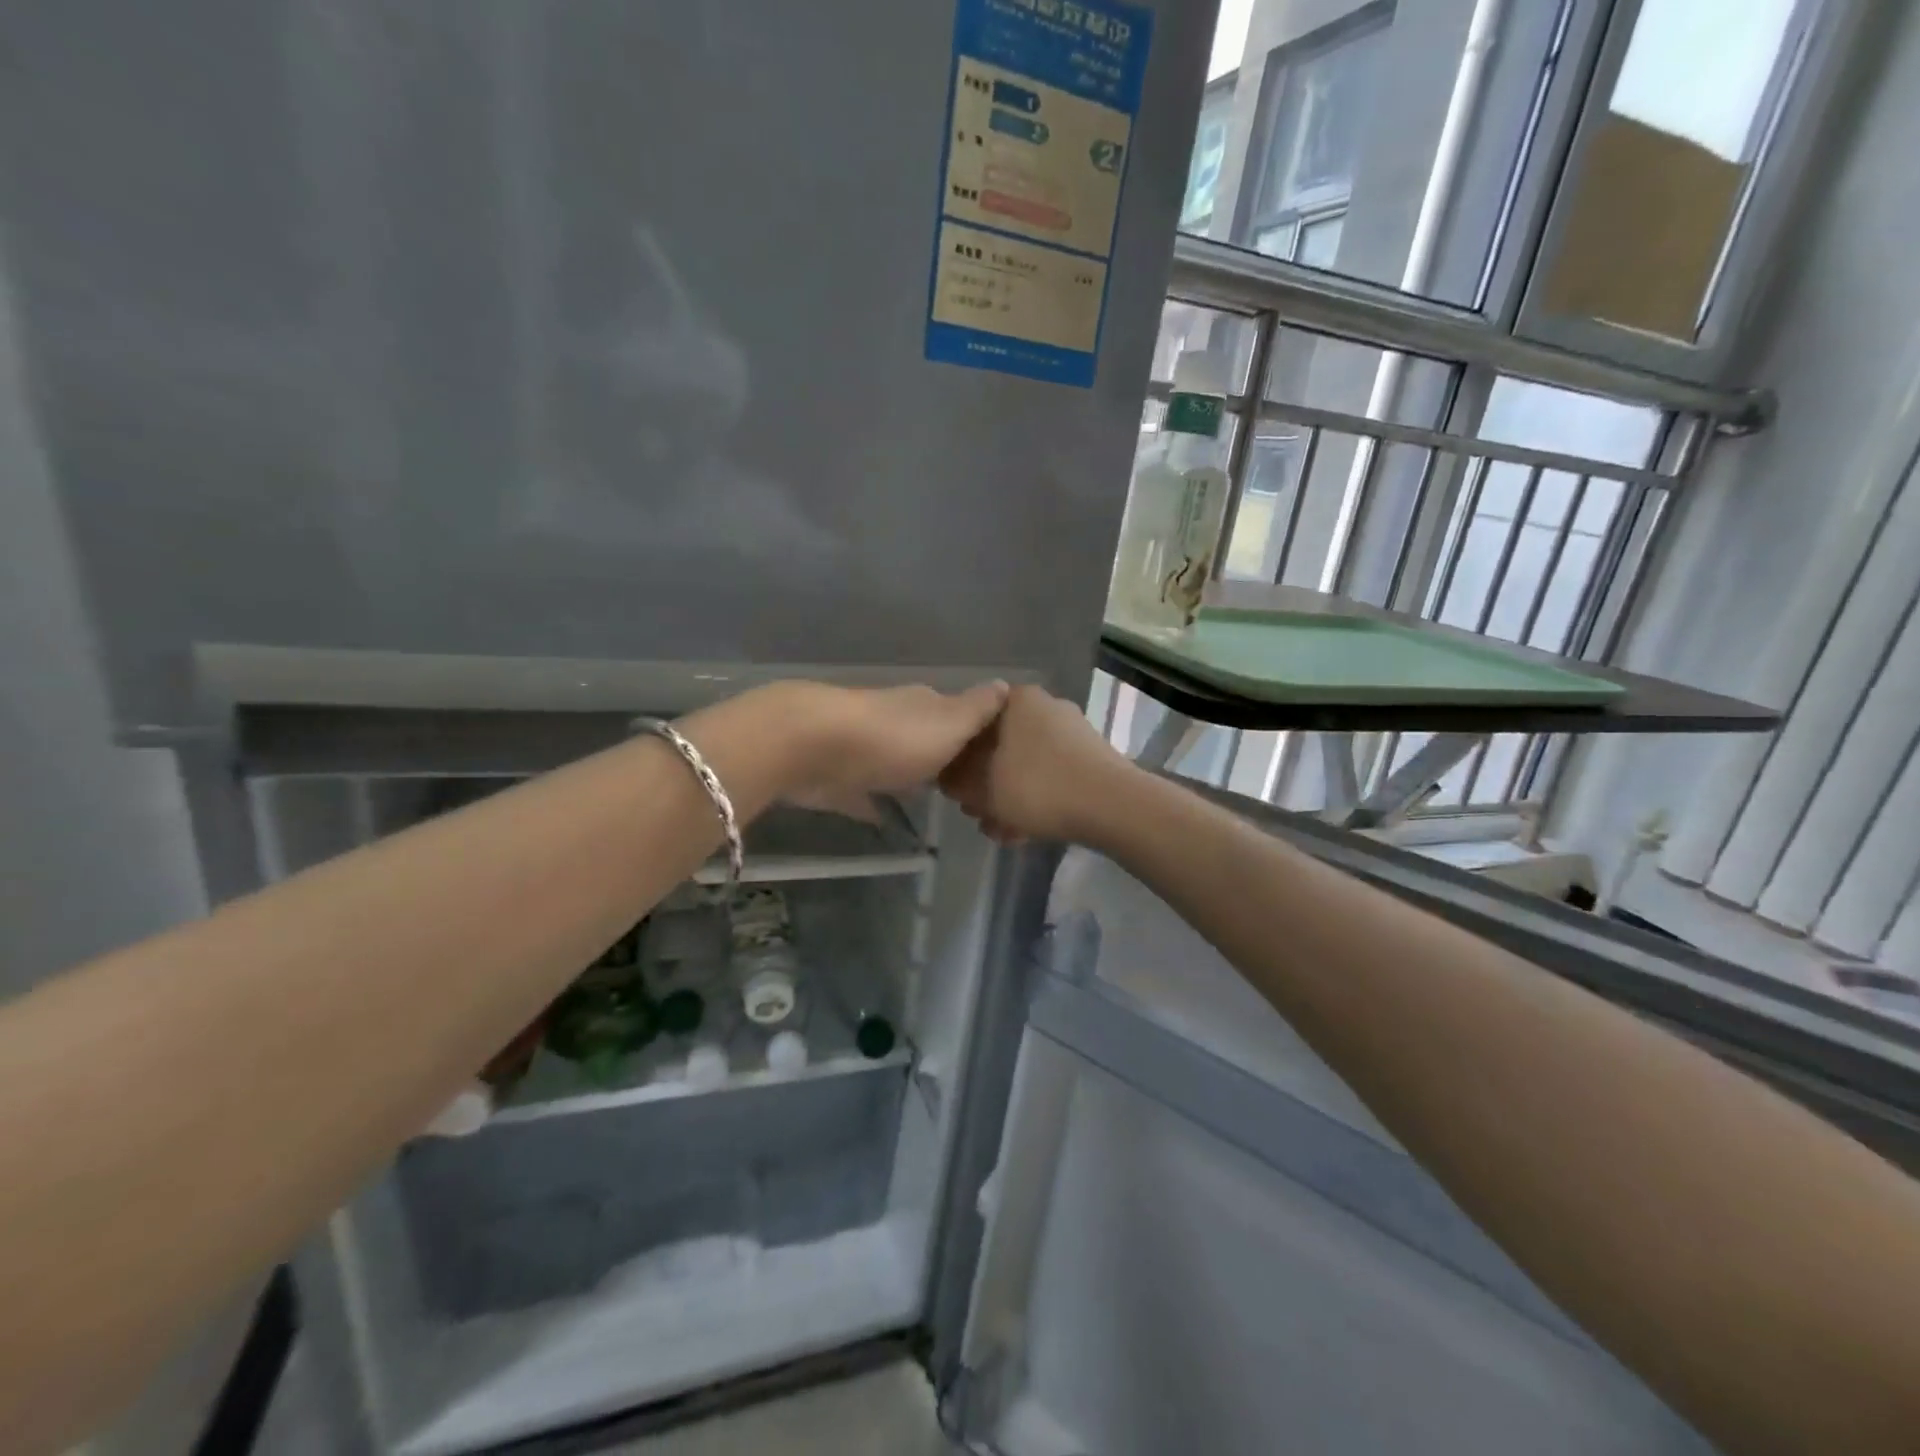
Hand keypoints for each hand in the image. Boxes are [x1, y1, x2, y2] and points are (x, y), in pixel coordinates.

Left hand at [766, 680, 1011, 810]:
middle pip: (922, 737)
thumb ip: (977, 709)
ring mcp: (861, 748)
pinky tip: (882, 819)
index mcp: (923, 706)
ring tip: (930, 801)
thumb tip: (1004, 683)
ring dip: (906, 776)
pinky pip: (860, 793)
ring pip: (891, 762)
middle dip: (940, 756)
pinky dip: (870, 802)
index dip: (975, 733)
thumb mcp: (949, 723)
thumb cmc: (893, 738)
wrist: (812, 746)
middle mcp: (893, 720)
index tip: (994, 758)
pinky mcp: (835, 778)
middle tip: (965, 787)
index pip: (957, 713)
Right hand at [939, 685, 1132, 843]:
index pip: (972, 722)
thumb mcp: (982, 788)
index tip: (953, 788)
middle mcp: (1045, 708)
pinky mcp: (1090, 760)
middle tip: (976, 813)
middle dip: (985, 784)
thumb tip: (948, 777)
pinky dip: (1035, 801)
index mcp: (1016, 701)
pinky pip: (1051, 778)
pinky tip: (1024, 833)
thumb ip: (958, 780)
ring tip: (1000, 831)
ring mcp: (1071, 734)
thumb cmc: (1038, 787)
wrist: (1113, 806)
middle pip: (1000, 746)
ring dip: (1008, 798)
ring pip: (1026, 767)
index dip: (957, 757)